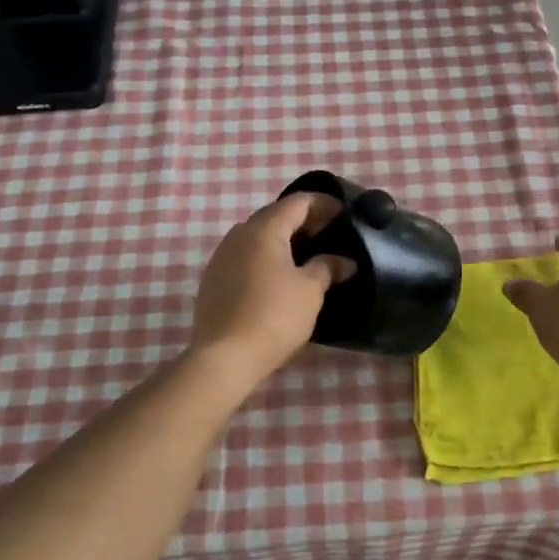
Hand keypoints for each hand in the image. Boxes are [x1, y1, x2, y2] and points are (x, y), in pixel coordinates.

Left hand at [189, 193, 354, 383]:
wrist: (224, 357)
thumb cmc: (274, 316)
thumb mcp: (310, 291)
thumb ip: (328, 267)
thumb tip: (345, 261)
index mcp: (264, 229)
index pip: (297, 202)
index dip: (323, 203)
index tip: (343, 213)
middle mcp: (239, 234)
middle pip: (275, 215)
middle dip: (303, 220)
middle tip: (328, 233)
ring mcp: (221, 256)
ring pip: (257, 236)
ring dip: (282, 239)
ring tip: (306, 255)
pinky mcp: (213, 280)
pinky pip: (245, 256)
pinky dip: (265, 257)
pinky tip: (279, 276)